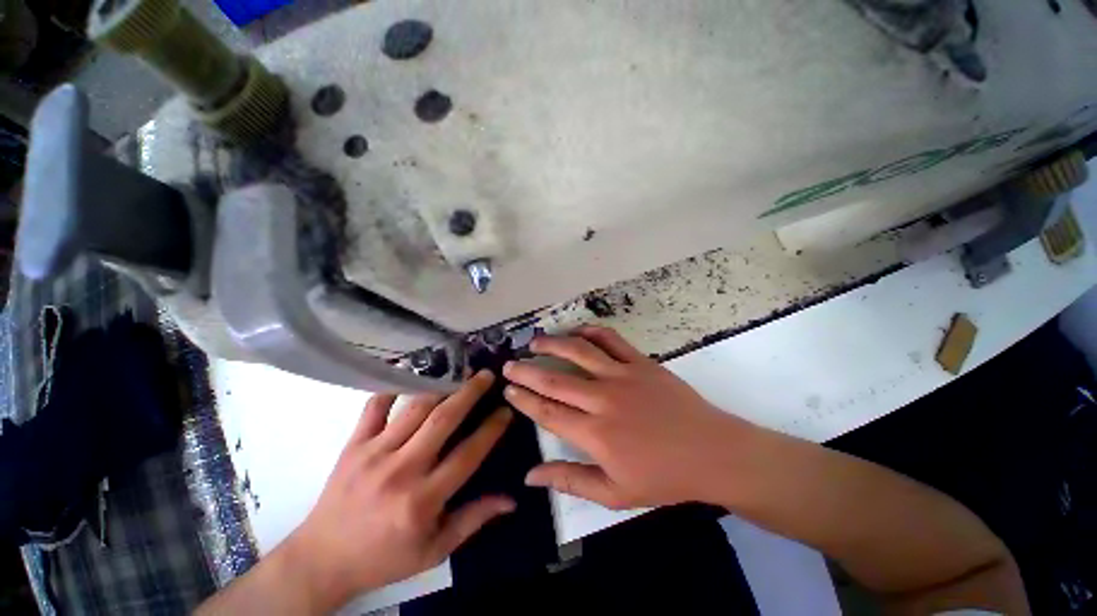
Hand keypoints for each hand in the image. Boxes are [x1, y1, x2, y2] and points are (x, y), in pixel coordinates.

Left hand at [284, 371, 512, 610]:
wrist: (322, 560)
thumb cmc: (385, 556)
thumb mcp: (434, 550)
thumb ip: (473, 520)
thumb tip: (511, 500)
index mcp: (422, 500)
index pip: (467, 454)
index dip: (491, 429)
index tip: (506, 410)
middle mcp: (400, 470)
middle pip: (442, 420)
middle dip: (469, 393)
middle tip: (487, 375)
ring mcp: (373, 454)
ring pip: (414, 409)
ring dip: (441, 386)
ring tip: (459, 372)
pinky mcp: (353, 445)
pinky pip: (374, 407)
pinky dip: (392, 388)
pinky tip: (409, 375)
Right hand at [503, 325, 756, 509]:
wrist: (711, 452)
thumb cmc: (663, 477)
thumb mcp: (614, 493)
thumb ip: (570, 481)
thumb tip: (530, 476)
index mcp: (595, 433)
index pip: (548, 412)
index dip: (524, 399)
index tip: (508, 389)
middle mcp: (603, 399)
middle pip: (555, 380)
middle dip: (527, 371)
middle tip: (509, 364)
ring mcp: (623, 375)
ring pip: (579, 352)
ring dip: (553, 344)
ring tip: (535, 342)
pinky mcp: (641, 362)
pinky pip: (611, 340)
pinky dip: (590, 332)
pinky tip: (577, 332)